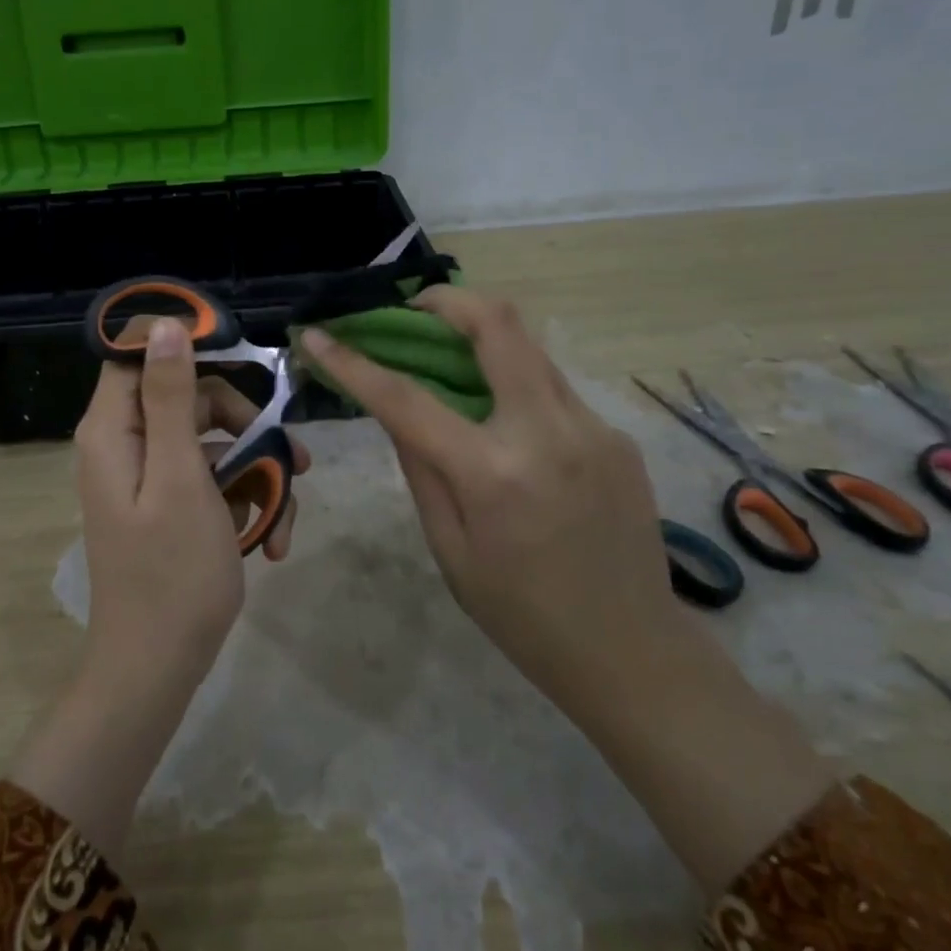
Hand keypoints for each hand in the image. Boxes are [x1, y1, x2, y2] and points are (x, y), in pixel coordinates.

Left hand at [12, 316, 309, 859]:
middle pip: (191, 398)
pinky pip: (213, 482)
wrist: (158, 668)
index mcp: (114, 430)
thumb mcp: (181, 476)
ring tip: (286, 515)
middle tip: (291, 456)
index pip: (139, 354)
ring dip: (258, 472)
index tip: (244, 358)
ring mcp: (151, 479)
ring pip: (213, 443)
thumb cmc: (173, 572)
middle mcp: (127, 445)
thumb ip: (172, 398)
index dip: (188, 346)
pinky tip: (271, 540)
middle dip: (246, 424)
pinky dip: (245, 503)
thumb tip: (164, 324)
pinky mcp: (172, 507)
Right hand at [300, 287, 832, 892]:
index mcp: (493, 472)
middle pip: (498, 325)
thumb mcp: (449, 548)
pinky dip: (516, 383)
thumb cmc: (522, 614)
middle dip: (447, 301)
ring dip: (483, 338)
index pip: (407, 397)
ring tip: (450, 357)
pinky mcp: (617, 434)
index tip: (318, 335)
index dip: (354, 362)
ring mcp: (593, 426)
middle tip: (413, 311)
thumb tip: (395, 410)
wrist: (631, 649)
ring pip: (530, 349)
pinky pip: (554, 389)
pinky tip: (505, 420)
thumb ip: (420, 467)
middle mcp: (548, 431)